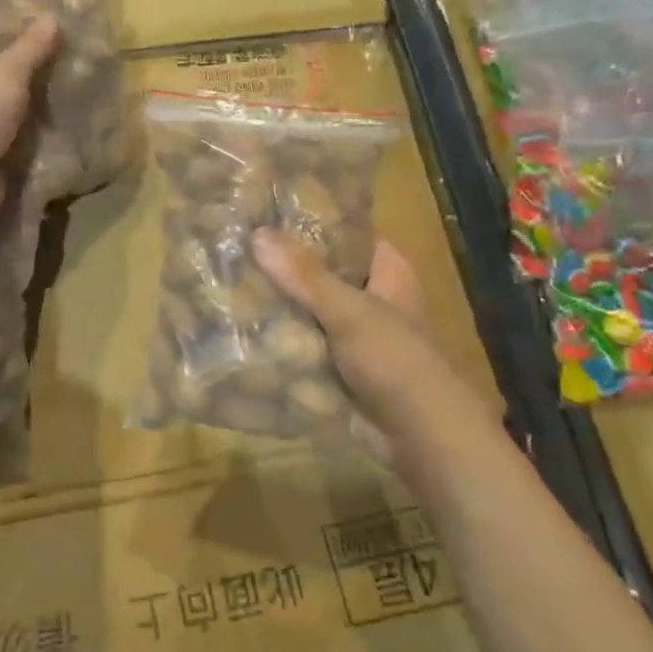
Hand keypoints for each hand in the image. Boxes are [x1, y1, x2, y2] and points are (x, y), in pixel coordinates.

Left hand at [0, 18, 59, 219]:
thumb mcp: (6, 72)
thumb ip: (29, 49)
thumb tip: (52, 17)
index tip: (30, 28)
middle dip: (28, 76)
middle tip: (71, 62)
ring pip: (16, 116)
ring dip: (40, 112)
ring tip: (82, 97)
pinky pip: (26, 148)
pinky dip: (45, 143)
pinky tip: (75, 134)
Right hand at [252, 229, 492, 459]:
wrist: (421, 437)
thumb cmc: (395, 359)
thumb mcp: (349, 310)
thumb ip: (304, 275)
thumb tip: (258, 234)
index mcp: (389, 273)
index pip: (348, 234)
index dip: (313, 224)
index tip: (268, 214)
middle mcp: (374, 298)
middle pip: (324, 273)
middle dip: (286, 267)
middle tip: (238, 249)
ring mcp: (357, 336)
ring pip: (312, 311)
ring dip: (281, 306)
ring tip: (231, 283)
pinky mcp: (342, 369)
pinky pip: (307, 346)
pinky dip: (283, 341)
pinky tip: (244, 329)